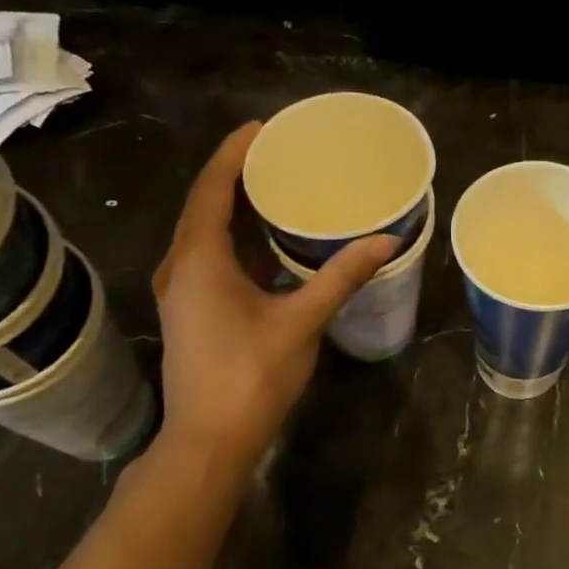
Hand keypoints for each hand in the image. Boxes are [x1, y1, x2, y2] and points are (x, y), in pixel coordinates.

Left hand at [152, 124, 396, 460]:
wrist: (209, 440)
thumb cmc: (251, 375)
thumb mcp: (302, 321)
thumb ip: (341, 276)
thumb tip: (386, 240)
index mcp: (200, 260)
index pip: (212, 189)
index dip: (234, 154)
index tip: (262, 128)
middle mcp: (182, 267)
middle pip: (204, 205)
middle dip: (236, 175)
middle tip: (278, 153)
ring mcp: (182, 291)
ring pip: (205, 233)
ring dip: (234, 207)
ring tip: (275, 187)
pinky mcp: (192, 311)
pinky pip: (211, 257)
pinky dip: (236, 239)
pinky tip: (269, 243)